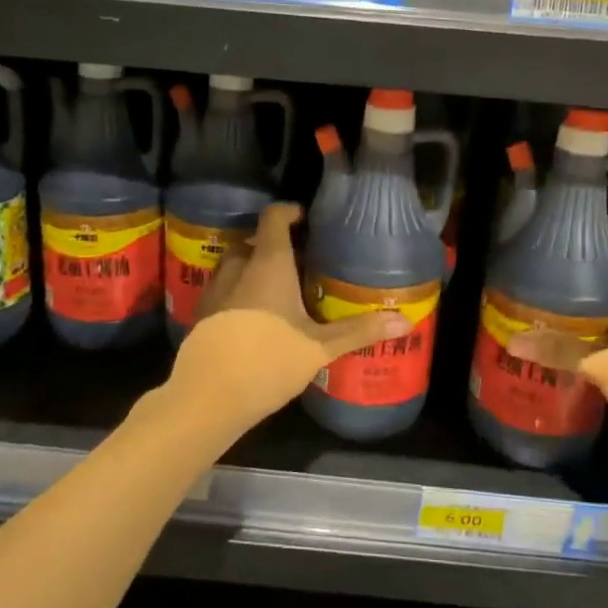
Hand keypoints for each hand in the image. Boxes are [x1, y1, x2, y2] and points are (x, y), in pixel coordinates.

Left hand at [172, 203, 409, 432]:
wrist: (207, 396)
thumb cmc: (269, 360)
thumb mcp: (319, 347)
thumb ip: (359, 331)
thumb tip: (406, 321)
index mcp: (268, 264)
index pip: (273, 217)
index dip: (289, 211)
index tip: (307, 219)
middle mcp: (238, 268)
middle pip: (253, 240)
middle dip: (273, 244)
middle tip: (300, 260)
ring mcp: (215, 290)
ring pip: (234, 264)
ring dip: (253, 267)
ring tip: (278, 287)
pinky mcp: (201, 314)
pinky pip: (223, 289)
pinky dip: (238, 291)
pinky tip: (254, 316)